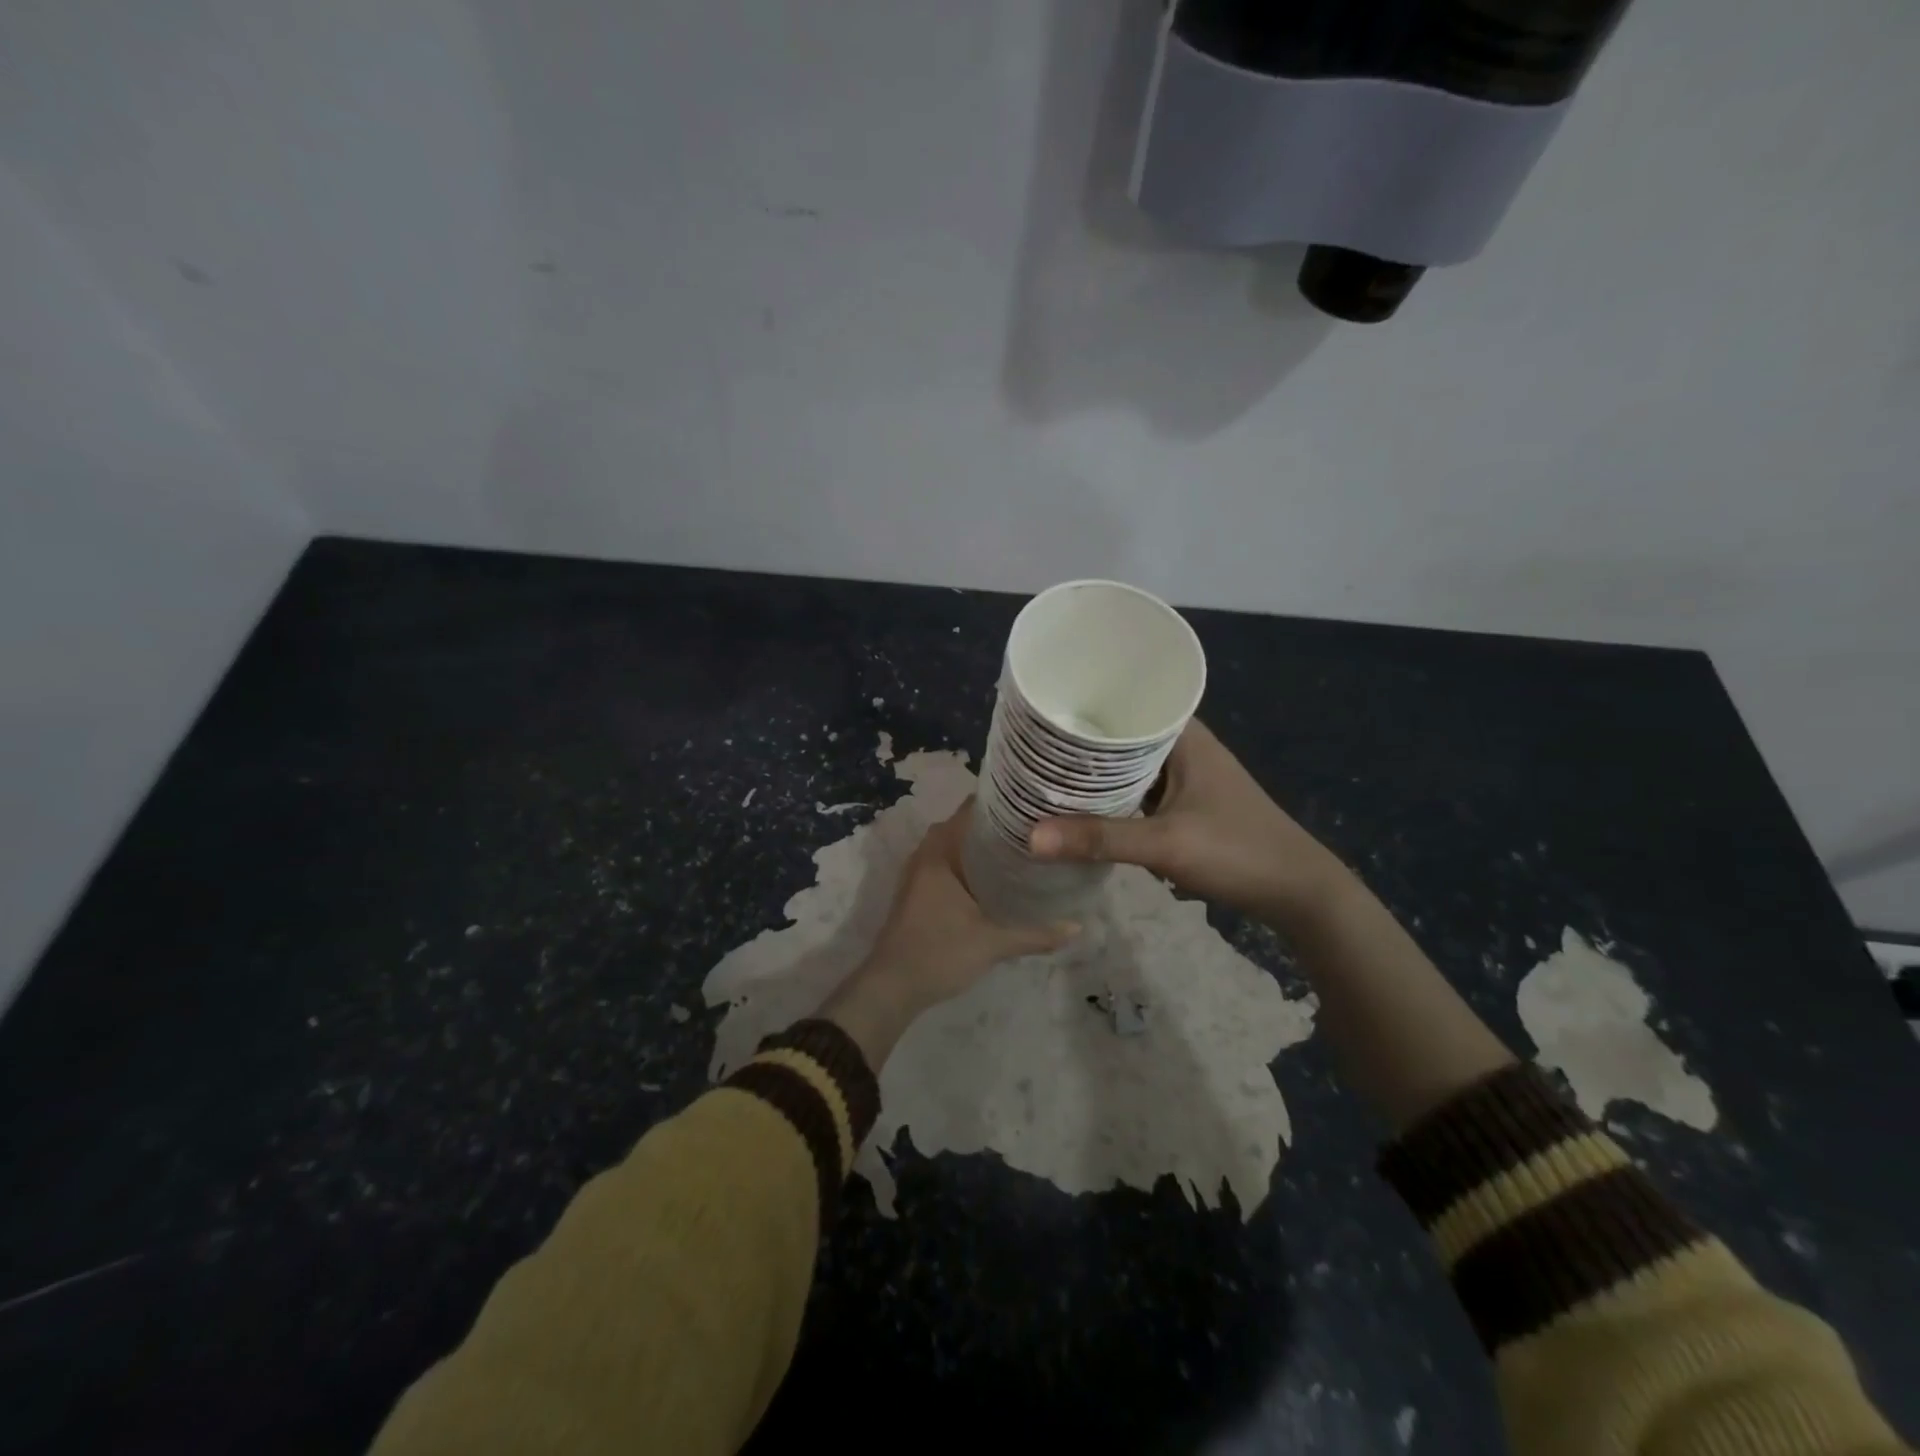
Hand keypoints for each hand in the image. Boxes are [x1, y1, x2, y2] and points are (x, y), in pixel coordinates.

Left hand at [823, 801, 1078, 1068]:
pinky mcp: (917, 891)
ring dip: (980, 845)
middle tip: (1034, 828)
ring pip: (953, 845)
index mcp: (939, 853)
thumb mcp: (993, 943)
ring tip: (1020, 848)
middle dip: (995, 825)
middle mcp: (925, 854)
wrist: (891, 987)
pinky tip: (995, 878)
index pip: (970, 809)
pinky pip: (946, 863)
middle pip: (963, 825)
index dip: (1000, 802)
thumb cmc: (939, 953)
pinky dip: (968, 863)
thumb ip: (1036, 934)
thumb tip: (1077, 926)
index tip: (1032, 803)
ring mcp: (918, 873)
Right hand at [1028, 719, 1348, 928]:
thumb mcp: (1166, 844)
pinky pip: (1135, 790)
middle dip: (1078, 743)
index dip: (1081, 703)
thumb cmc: (1238, 851)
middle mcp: (1182, 747)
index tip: (1038, 711)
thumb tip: (1030, 837)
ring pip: (1126, 766)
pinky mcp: (1184, 804)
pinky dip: (1110, 796)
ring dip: (1093, 773)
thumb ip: (1099, 839)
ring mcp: (1184, 777)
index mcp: (1183, 736)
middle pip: (1120, 735)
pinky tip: (1079, 806)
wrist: (1298, 893)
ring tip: (1042, 772)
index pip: (1125, 701)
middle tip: (1027, 746)